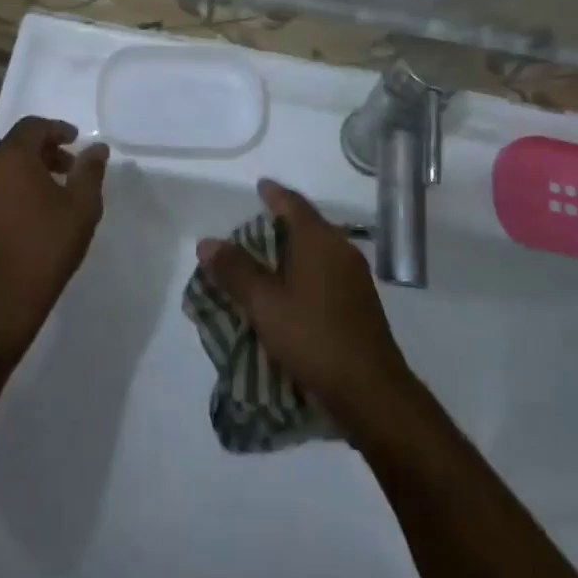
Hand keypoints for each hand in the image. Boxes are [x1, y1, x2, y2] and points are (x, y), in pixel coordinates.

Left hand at [0, 116, 108, 358]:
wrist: (0, 303)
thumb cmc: (46, 247)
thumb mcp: (82, 207)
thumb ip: (90, 171)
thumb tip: (97, 148)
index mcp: (10, 158)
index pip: (32, 126)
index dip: (57, 129)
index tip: (76, 142)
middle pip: (14, 145)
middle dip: (43, 151)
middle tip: (68, 168)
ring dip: (25, 170)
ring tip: (51, 192)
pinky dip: (9, 188)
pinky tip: (28, 213)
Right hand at [197, 179, 418, 436]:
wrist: (371, 391)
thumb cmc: (314, 337)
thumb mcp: (265, 304)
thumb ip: (235, 271)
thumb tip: (207, 242)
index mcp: (320, 240)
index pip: (293, 204)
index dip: (274, 194)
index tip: (260, 186)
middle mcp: (341, 250)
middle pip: (306, 226)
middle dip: (279, 226)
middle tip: (250, 233)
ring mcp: (355, 278)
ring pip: (317, 253)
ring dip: (291, 254)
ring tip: (264, 266)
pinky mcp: (360, 304)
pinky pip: (326, 275)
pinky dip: (304, 275)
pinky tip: (289, 296)